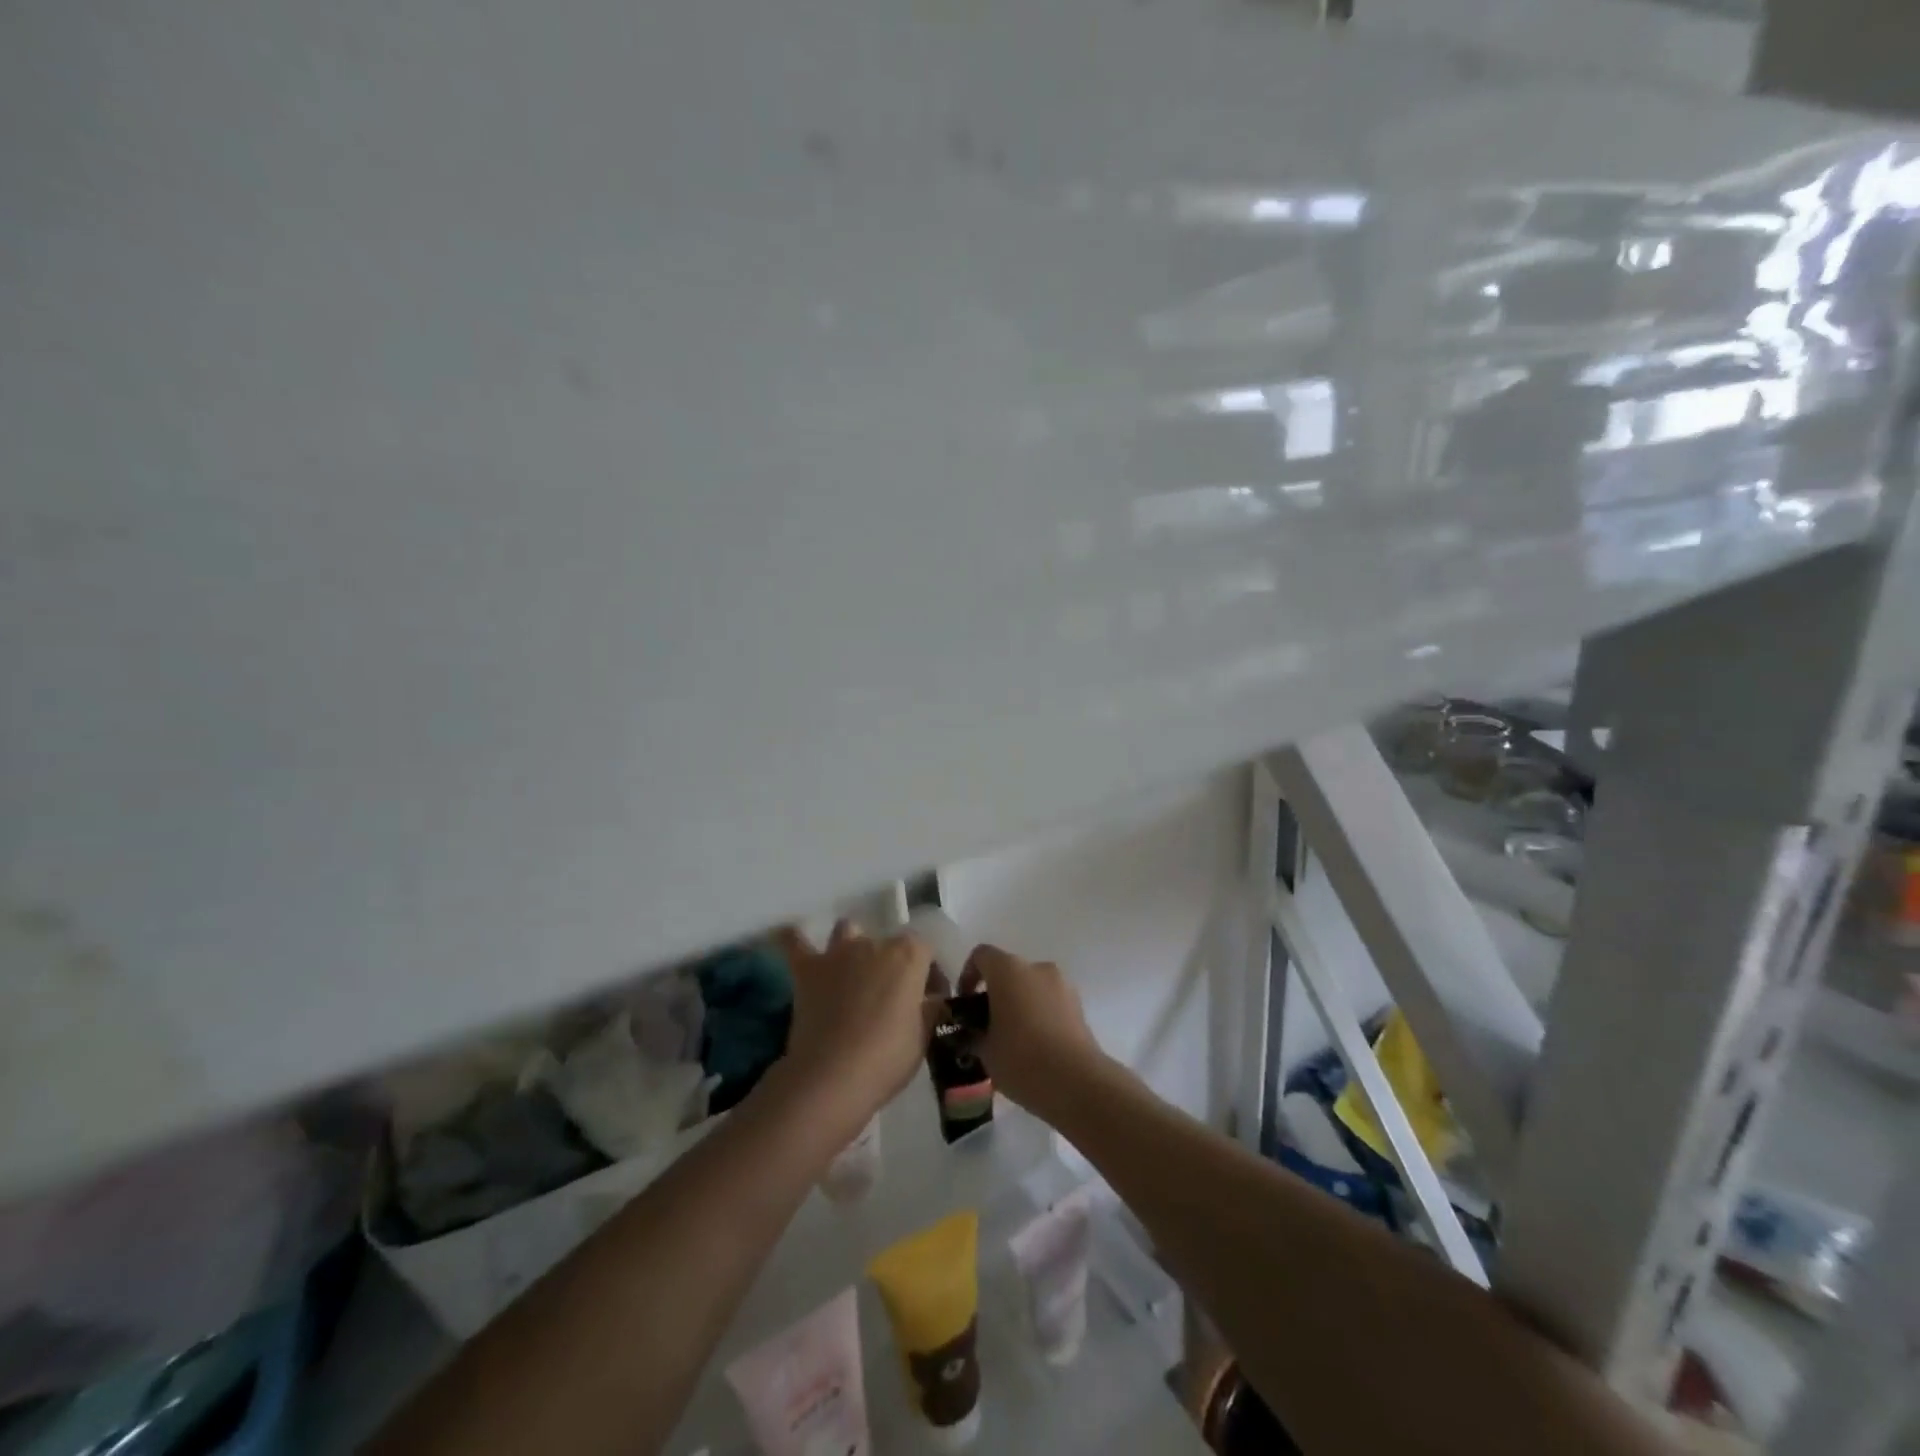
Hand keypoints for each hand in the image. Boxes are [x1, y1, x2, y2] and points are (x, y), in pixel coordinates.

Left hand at [772, 921, 937, 1125]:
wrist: (831, 1078)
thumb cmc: (886, 1059)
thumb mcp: (923, 1037)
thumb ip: (928, 1009)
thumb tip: (931, 999)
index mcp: (908, 956)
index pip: (925, 950)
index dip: (928, 973)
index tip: (927, 998)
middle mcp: (874, 944)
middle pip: (887, 944)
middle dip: (891, 965)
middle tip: (889, 999)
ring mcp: (838, 952)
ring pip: (847, 931)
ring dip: (851, 947)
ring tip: (851, 972)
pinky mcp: (807, 969)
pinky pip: (795, 943)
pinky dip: (795, 940)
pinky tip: (793, 939)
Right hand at [965, 945, 1105, 1114]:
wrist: (1076, 1083)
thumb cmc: (1021, 1059)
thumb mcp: (985, 1051)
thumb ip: (974, 1035)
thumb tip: (974, 1034)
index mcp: (1008, 970)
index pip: (981, 956)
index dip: (968, 975)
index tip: (965, 1003)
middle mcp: (1036, 968)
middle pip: (1009, 971)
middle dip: (996, 994)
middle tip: (987, 1025)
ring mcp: (1062, 985)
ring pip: (1032, 987)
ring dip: (1020, 1004)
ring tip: (1013, 1039)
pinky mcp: (1079, 1006)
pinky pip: (1051, 1002)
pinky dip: (1040, 1015)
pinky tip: (1036, 1047)